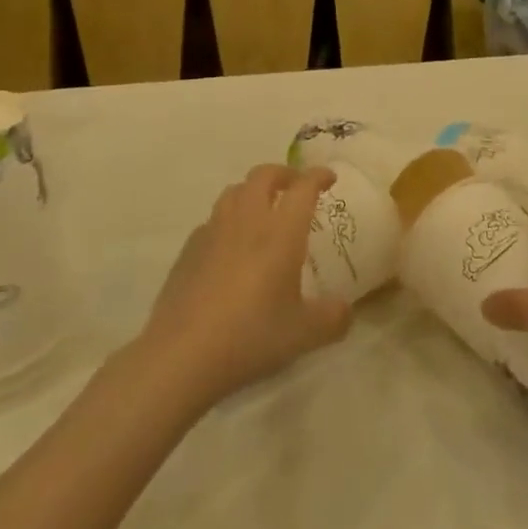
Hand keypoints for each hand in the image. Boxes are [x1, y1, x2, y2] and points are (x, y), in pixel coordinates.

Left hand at [139, 164, 352, 409]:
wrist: (182, 354)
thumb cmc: (250, 335)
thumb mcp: (304, 334)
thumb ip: (333, 318)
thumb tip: (346, 311)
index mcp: (281, 231)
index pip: (303, 187)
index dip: (318, 176)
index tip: (329, 178)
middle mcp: (248, 220)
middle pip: (264, 175)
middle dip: (283, 174)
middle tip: (295, 187)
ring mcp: (214, 231)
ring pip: (234, 191)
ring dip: (253, 191)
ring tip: (262, 210)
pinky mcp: (189, 250)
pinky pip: (212, 220)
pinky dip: (228, 221)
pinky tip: (230, 246)